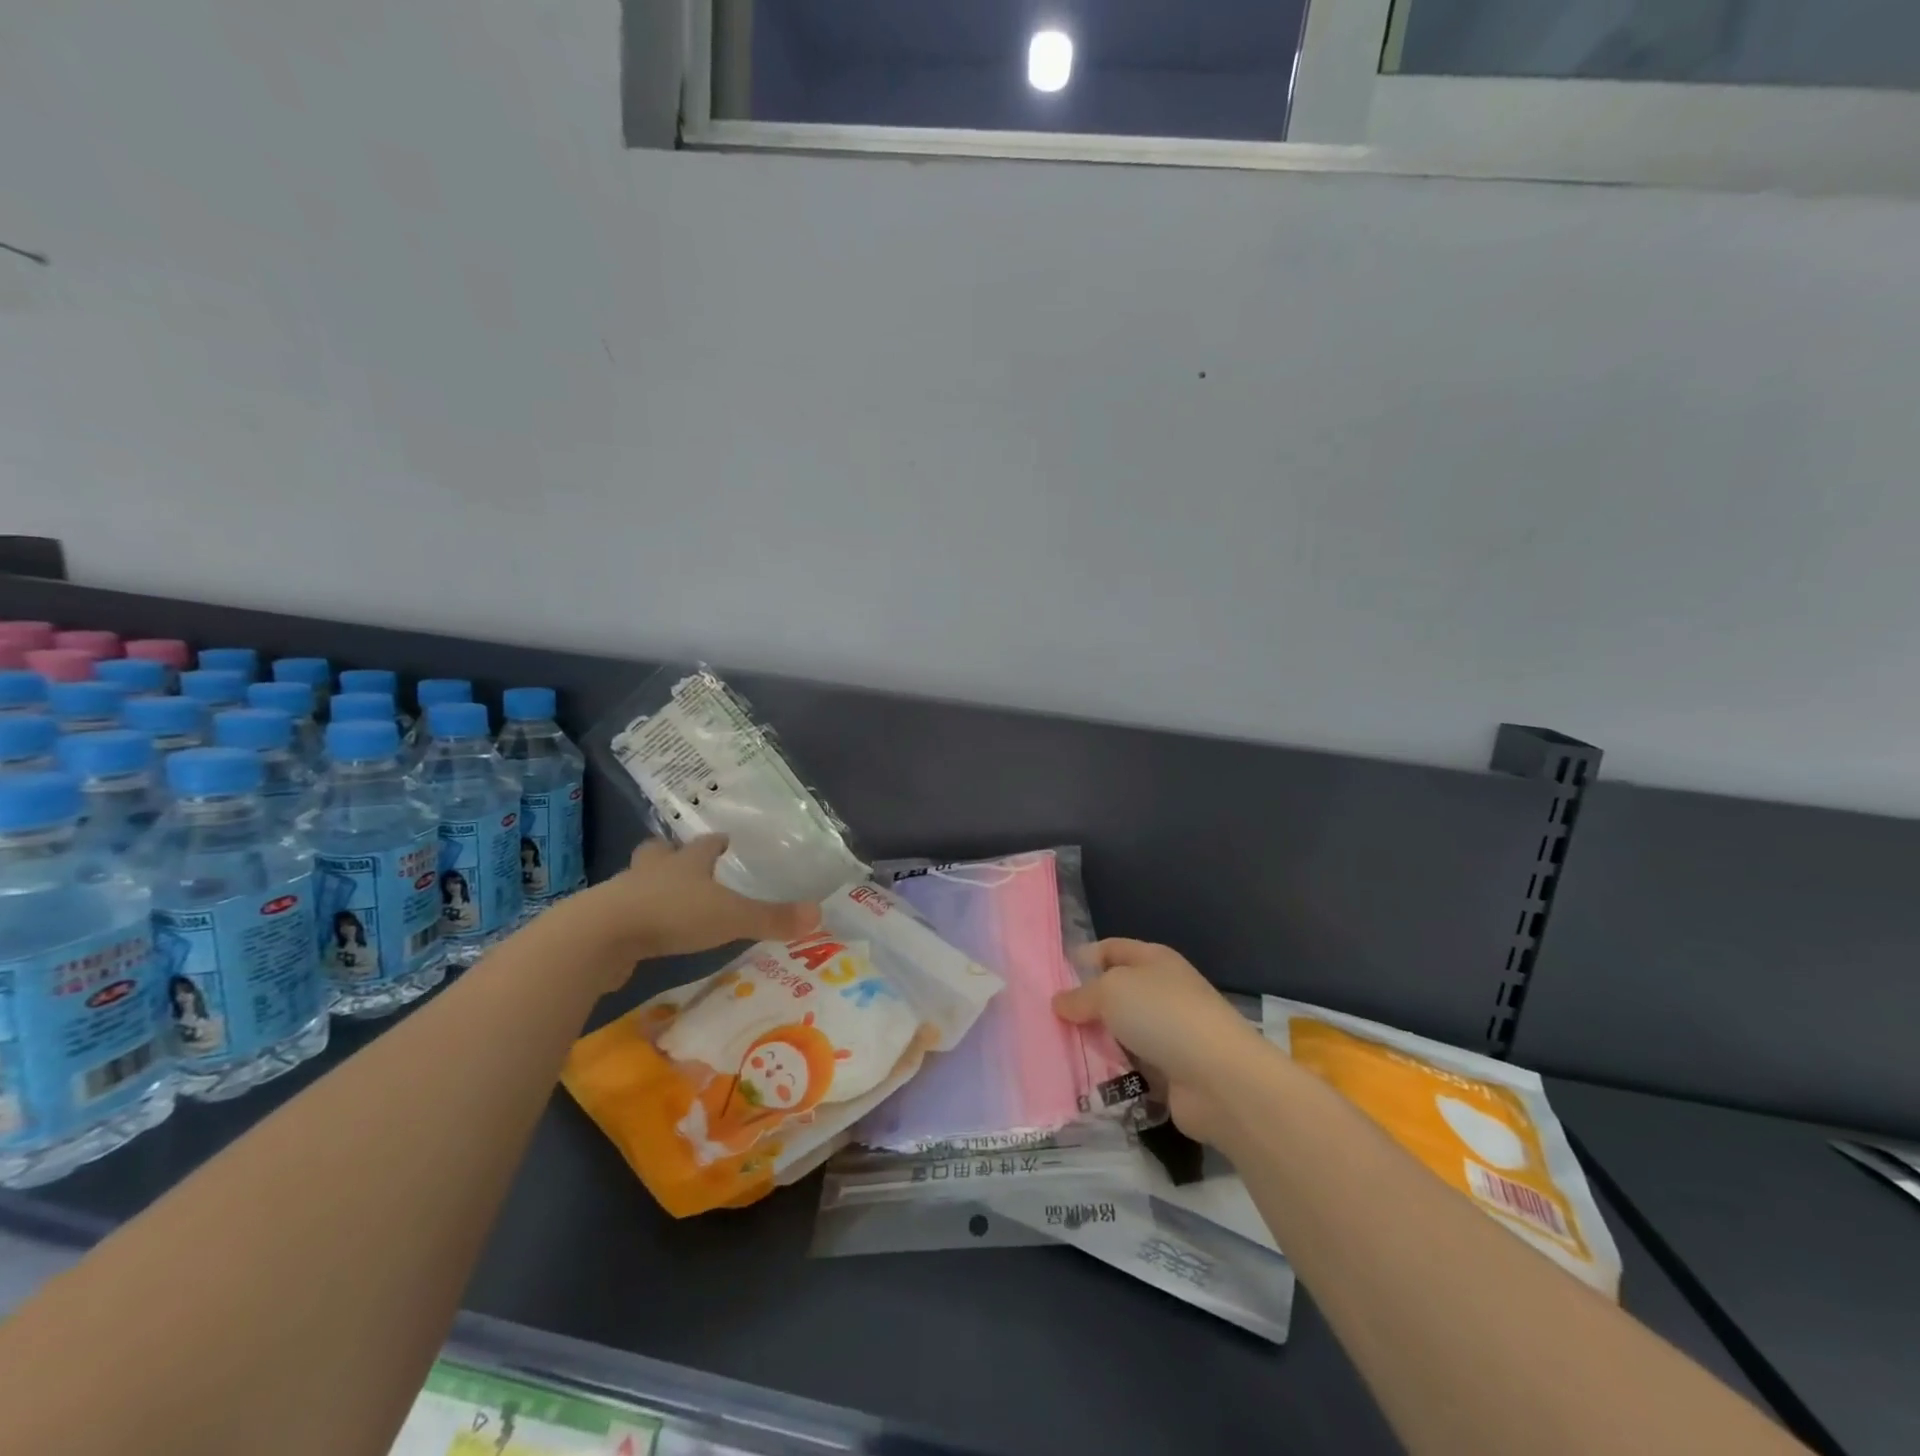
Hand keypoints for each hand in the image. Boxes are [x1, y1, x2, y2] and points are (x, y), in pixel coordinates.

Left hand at [584, 836, 820, 969]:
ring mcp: (624, 894)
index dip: (716, 843)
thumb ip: (772, 918)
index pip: (705, 845)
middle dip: (671, 855)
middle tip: (683, 862)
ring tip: (664, 900)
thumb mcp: (730, 917)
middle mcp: (654, 870)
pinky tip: (643, 935)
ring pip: (638, 881)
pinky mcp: (603, 923)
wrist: (600, 936)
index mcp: (687, 862)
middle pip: (660, 853)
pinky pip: (622, 915)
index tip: (724, 840)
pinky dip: (633, 920)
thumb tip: (819, 913)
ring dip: (650, 886)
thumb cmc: (671, 915)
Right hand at [1054, 939, 1268, 1145]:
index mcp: (1154, 960)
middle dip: (1085, 1007)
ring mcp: (1169, 1034)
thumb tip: (1060, 1002)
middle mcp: (1163, 992)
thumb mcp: (1111, 991)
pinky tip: (1084, 1082)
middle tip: (1049, 1021)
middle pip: (1115, 994)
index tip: (1052, 978)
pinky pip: (1131, 1069)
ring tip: (1059, 1053)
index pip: (1112, 949)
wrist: (1219, 1078)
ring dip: (1096, 1044)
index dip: (1084, 958)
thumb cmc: (1163, 1015)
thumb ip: (1081, 995)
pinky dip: (1112, 1075)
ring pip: (1121, 1034)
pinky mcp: (1171, 1073)